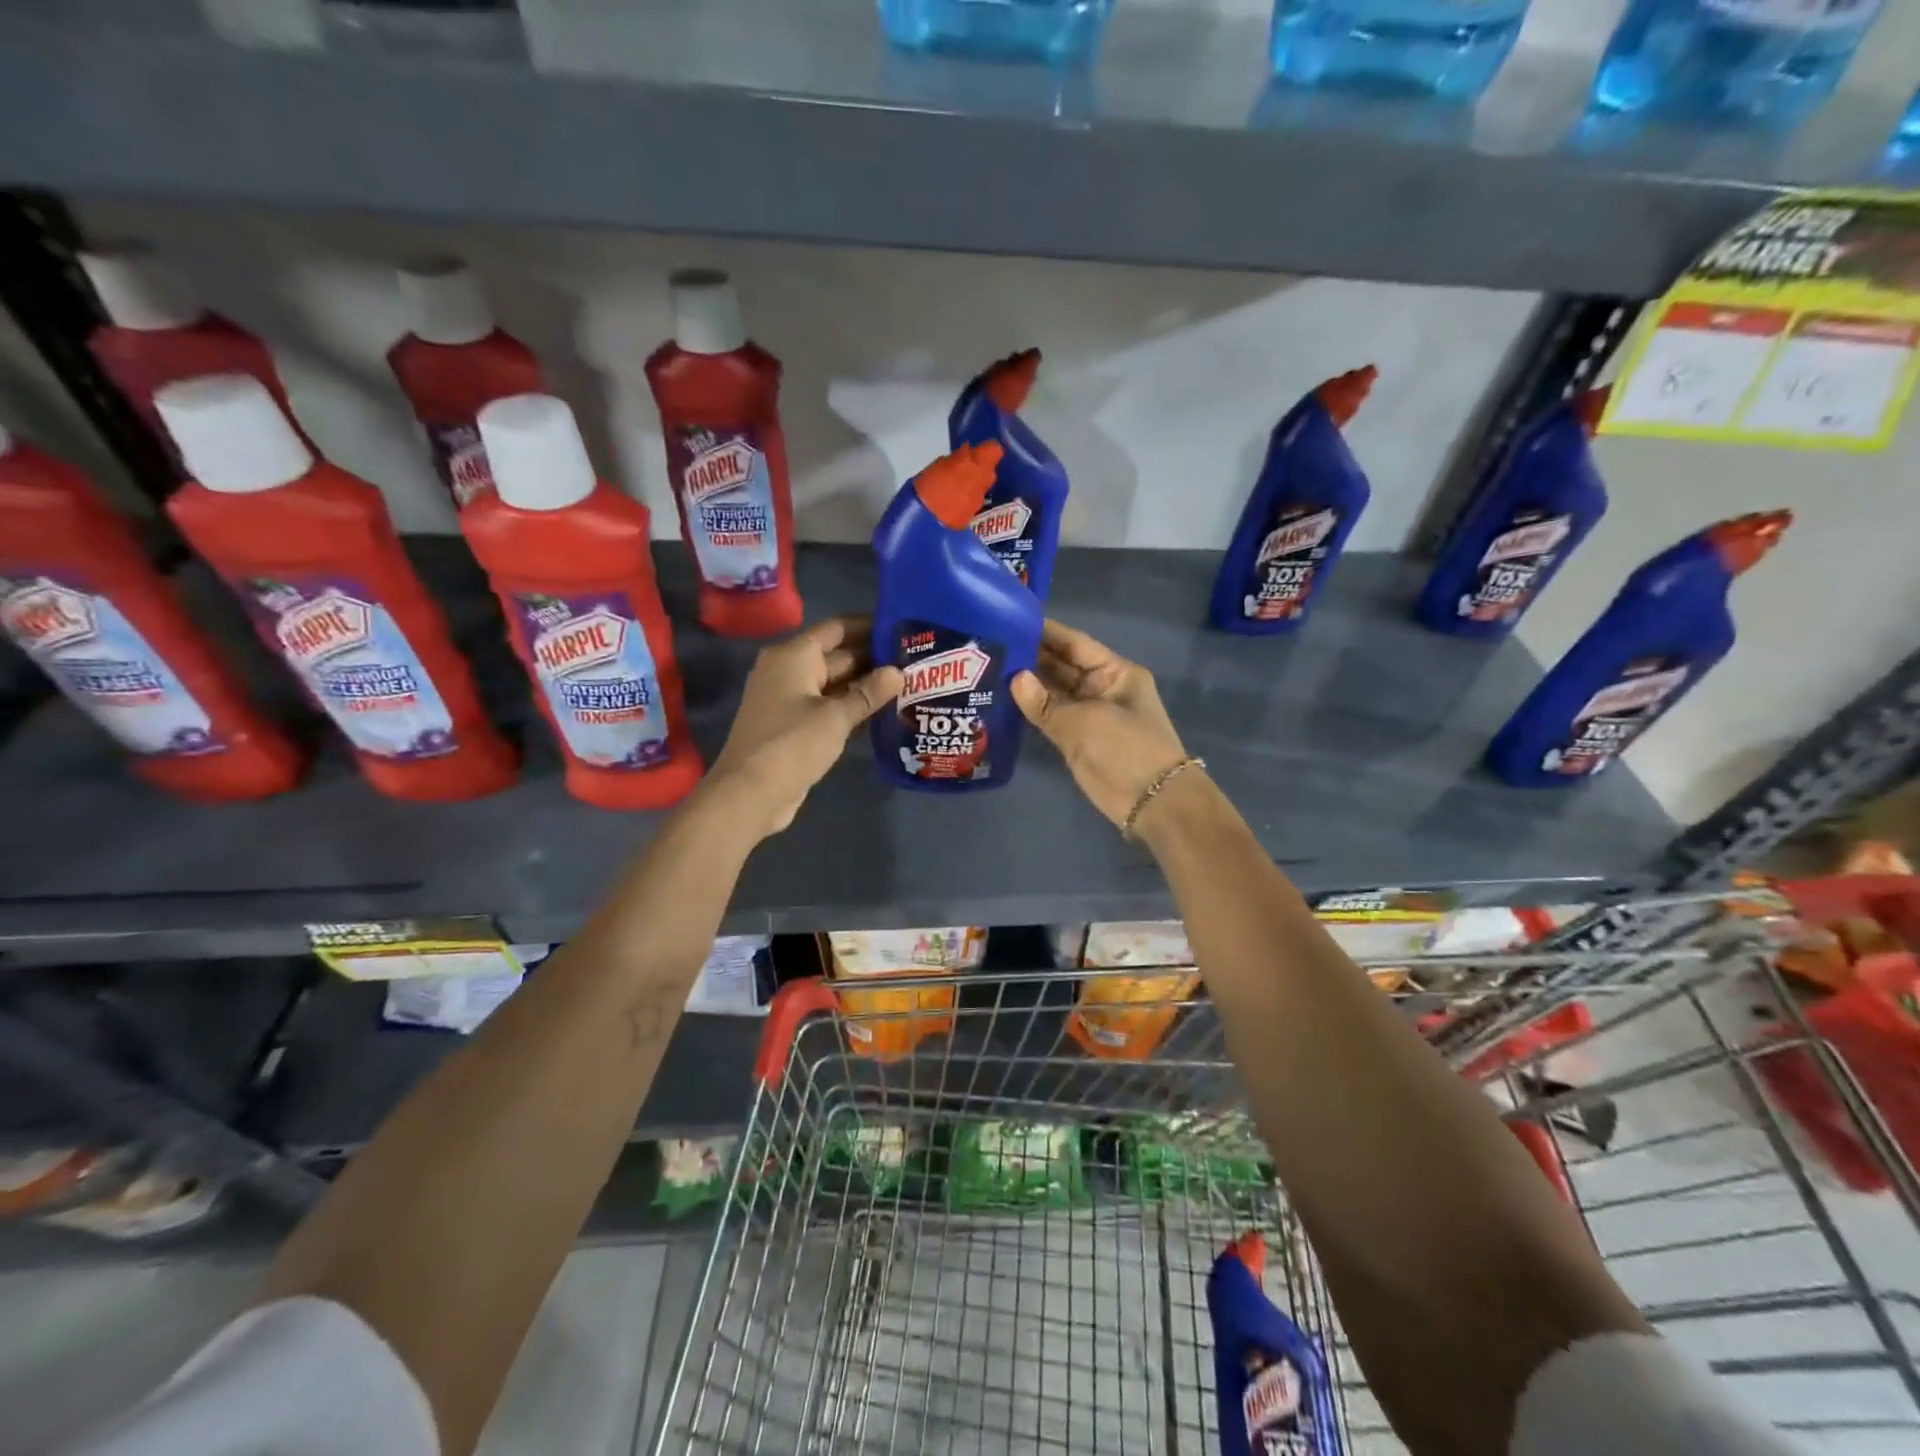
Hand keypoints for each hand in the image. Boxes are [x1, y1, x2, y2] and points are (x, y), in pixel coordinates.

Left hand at [707, 616, 901, 839]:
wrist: (750, 794)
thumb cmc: (792, 745)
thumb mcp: (836, 717)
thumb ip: (868, 693)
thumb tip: (897, 672)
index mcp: (793, 656)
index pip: (837, 629)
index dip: (869, 626)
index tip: (902, 629)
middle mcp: (788, 671)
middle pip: (837, 656)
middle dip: (873, 660)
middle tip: (914, 662)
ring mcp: (789, 699)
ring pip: (834, 684)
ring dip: (865, 687)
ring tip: (907, 685)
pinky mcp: (792, 725)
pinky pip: (827, 707)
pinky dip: (850, 708)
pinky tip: (882, 713)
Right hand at [1010, 620, 1191, 831]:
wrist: (1152, 802)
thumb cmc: (1126, 749)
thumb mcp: (1084, 721)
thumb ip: (1045, 702)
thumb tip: (1014, 678)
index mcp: (1115, 672)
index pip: (1075, 644)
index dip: (1046, 632)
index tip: (1012, 618)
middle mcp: (1101, 688)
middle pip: (1062, 666)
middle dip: (1031, 656)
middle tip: (991, 644)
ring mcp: (1089, 714)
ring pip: (1053, 692)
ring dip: (1027, 683)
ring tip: (989, 667)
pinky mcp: (1077, 739)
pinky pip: (1050, 717)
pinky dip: (1031, 709)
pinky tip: (1002, 698)